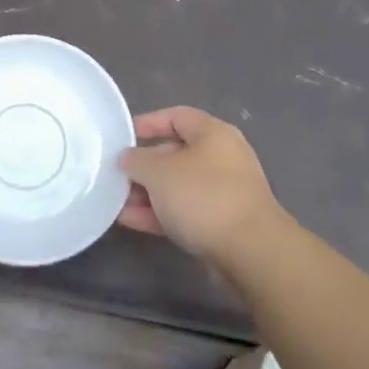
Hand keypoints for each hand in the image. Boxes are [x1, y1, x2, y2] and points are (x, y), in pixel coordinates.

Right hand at [118, 106, 284, 263]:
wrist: (251, 252)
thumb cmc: (203, 196)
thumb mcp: (159, 172)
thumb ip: (137, 160)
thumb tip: (128, 157)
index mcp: (213, 133)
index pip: (176, 116)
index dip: (148, 123)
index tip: (123, 137)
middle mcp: (222, 157)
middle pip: (176, 153)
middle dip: (144, 165)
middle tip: (117, 175)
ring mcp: (225, 192)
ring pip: (179, 185)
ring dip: (149, 193)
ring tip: (117, 202)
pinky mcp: (224, 224)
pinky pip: (186, 211)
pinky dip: (160, 213)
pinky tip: (131, 221)